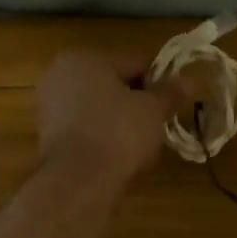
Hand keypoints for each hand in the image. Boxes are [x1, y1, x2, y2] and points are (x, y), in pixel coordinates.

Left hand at [36, 51, 185, 186]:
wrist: (79, 180)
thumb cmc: (119, 132)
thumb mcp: (153, 110)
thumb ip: (170, 93)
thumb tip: (190, 81)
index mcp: (85, 58)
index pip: (134, 62)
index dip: (159, 80)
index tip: (173, 101)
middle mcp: (59, 75)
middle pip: (112, 83)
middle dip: (136, 100)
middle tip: (158, 122)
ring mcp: (48, 106)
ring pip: (97, 107)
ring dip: (118, 118)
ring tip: (140, 141)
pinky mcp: (46, 136)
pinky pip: (84, 128)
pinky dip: (101, 136)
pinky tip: (117, 153)